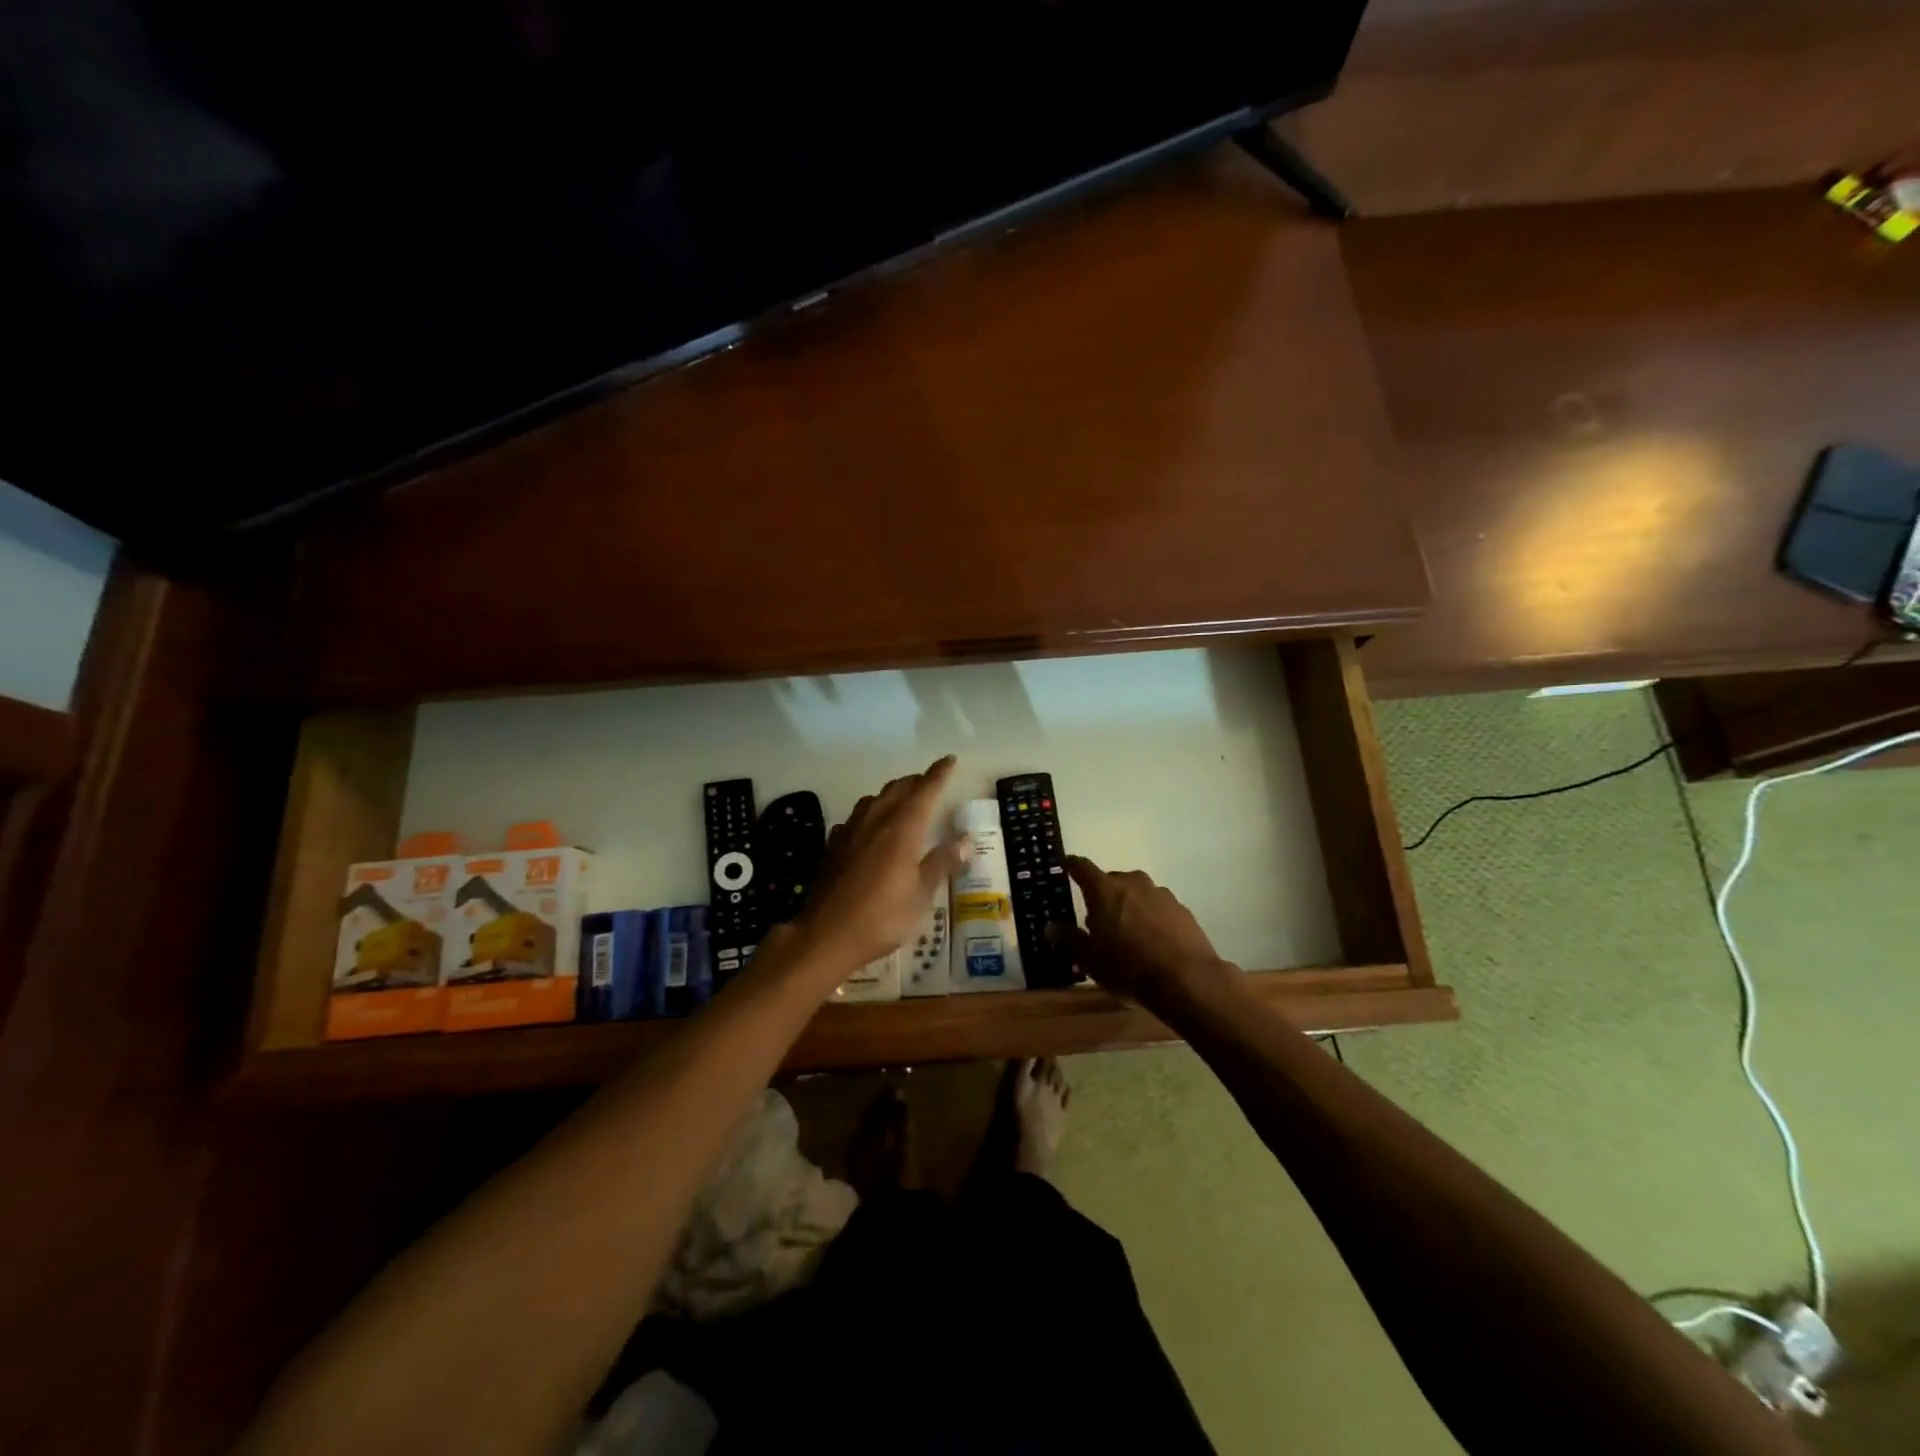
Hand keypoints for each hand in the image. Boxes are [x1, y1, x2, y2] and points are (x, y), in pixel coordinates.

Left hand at [789, 756, 970, 977]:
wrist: (826, 934)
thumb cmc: (882, 916)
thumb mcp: (921, 894)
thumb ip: (941, 863)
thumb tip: (966, 841)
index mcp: (902, 828)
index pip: (924, 791)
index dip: (938, 774)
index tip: (949, 760)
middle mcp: (876, 821)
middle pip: (897, 789)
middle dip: (916, 782)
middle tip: (930, 783)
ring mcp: (851, 832)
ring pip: (874, 800)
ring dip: (891, 794)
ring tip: (903, 800)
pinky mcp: (834, 846)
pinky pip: (856, 818)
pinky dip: (870, 814)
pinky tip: (869, 828)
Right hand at [1059, 856, 1240, 1016]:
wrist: (1187, 980)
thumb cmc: (1128, 968)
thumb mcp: (1090, 960)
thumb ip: (1069, 939)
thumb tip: (1051, 927)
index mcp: (1105, 890)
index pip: (1082, 867)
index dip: (1071, 866)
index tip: (1065, 867)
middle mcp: (1133, 883)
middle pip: (1111, 881)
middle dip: (1102, 895)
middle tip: (1097, 919)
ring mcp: (1161, 894)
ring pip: (1137, 893)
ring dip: (1128, 906)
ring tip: (1127, 933)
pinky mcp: (1182, 909)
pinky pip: (1158, 907)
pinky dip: (1151, 918)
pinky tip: (1152, 941)